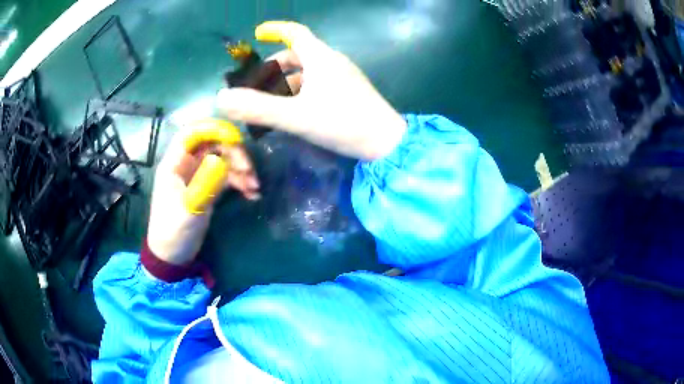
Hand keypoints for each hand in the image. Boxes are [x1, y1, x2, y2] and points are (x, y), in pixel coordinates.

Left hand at [147, 119, 259, 265]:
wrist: (172, 255)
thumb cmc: (174, 230)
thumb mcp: (189, 207)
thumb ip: (206, 182)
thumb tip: (224, 161)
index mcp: (175, 164)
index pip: (192, 133)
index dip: (213, 129)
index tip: (235, 139)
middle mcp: (186, 165)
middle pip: (213, 144)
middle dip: (233, 153)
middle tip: (249, 171)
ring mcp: (198, 176)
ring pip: (222, 160)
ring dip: (240, 169)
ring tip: (254, 187)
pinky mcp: (207, 188)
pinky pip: (226, 177)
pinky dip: (239, 182)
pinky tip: (251, 194)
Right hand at [217, 21, 406, 160]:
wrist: (386, 143)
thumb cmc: (343, 123)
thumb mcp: (296, 116)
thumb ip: (257, 108)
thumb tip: (222, 98)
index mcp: (320, 58)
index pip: (295, 33)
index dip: (275, 30)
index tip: (257, 34)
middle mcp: (332, 62)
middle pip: (297, 55)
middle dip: (273, 67)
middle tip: (256, 85)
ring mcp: (343, 77)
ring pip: (307, 72)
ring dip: (285, 83)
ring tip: (269, 103)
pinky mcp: (349, 92)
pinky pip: (318, 84)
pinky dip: (300, 92)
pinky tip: (293, 111)